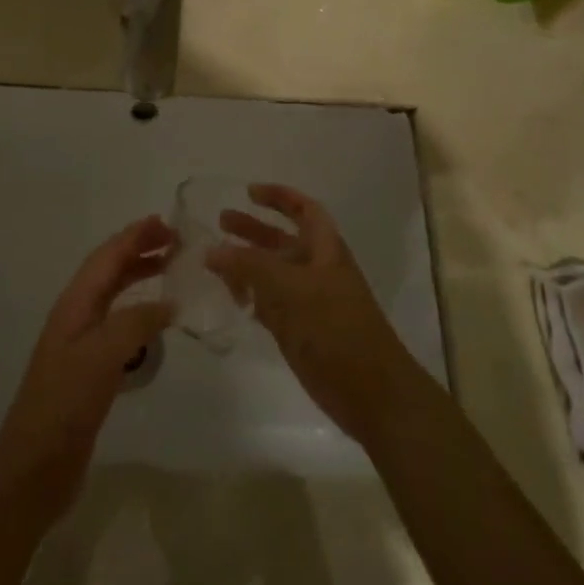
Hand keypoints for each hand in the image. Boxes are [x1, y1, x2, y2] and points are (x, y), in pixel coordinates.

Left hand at [0, 216, 174, 521]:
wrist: (34, 467)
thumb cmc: (65, 404)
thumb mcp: (102, 356)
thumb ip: (136, 322)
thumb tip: (169, 302)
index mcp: (74, 305)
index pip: (106, 258)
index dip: (133, 237)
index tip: (165, 222)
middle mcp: (76, 317)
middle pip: (109, 272)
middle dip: (138, 251)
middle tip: (175, 243)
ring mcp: (81, 344)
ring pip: (114, 297)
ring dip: (139, 278)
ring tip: (171, 272)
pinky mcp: (89, 371)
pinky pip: (118, 326)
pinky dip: (139, 313)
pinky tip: (155, 323)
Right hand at [206, 184, 424, 443]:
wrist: (371, 393)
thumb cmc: (336, 328)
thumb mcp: (291, 289)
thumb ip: (250, 266)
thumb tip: (212, 250)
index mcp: (325, 250)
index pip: (304, 210)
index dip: (280, 196)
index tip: (248, 192)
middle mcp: (316, 270)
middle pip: (282, 240)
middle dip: (253, 229)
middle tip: (220, 222)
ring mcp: (307, 302)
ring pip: (272, 273)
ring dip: (246, 264)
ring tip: (213, 260)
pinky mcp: (299, 330)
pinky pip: (268, 303)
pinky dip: (250, 296)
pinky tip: (229, 296)